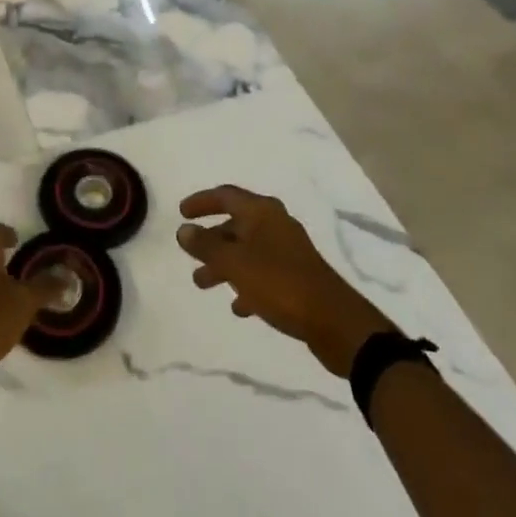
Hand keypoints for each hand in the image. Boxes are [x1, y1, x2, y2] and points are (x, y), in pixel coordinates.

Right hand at [177, 185, 395, 377]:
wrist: (334, 321)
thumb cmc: (279, 283)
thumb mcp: (235, 263)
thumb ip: (206, 246)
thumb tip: (184, 230)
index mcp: (261, 212)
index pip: (225, 195)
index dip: (202, 201)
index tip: (181, 213)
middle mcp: (275, 224)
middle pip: (235, 224)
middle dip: (210, 240)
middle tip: (189, 255)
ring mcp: (288, 251)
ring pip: (247, 250)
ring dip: (224, 264)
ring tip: (203, 284)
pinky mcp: (297, 277)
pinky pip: (263, 273)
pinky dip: (246, 284)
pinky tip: (239, 306)